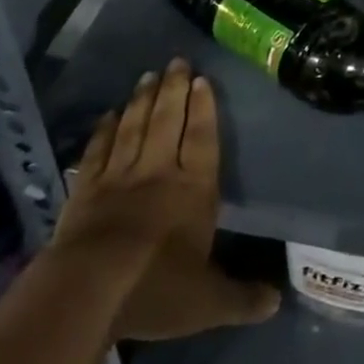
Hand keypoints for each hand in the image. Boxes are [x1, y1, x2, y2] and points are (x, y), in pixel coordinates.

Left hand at [55, 59, 278, 340]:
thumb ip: (241, 298)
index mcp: (194, 189)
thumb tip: (277, 302)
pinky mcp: (86, 190)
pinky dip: (104, 130)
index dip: (205, 109)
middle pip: (169, 121)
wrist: (88, 290)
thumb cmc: (155, 290)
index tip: (203, 80)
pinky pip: (98, 151)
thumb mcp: (207, 302)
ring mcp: (119, 177)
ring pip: (135, 128)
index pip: (203, 139)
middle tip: (176, 61)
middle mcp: (159, 172)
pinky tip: (108, 114)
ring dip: (142, 100)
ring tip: (148, 75)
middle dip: (174, 90)